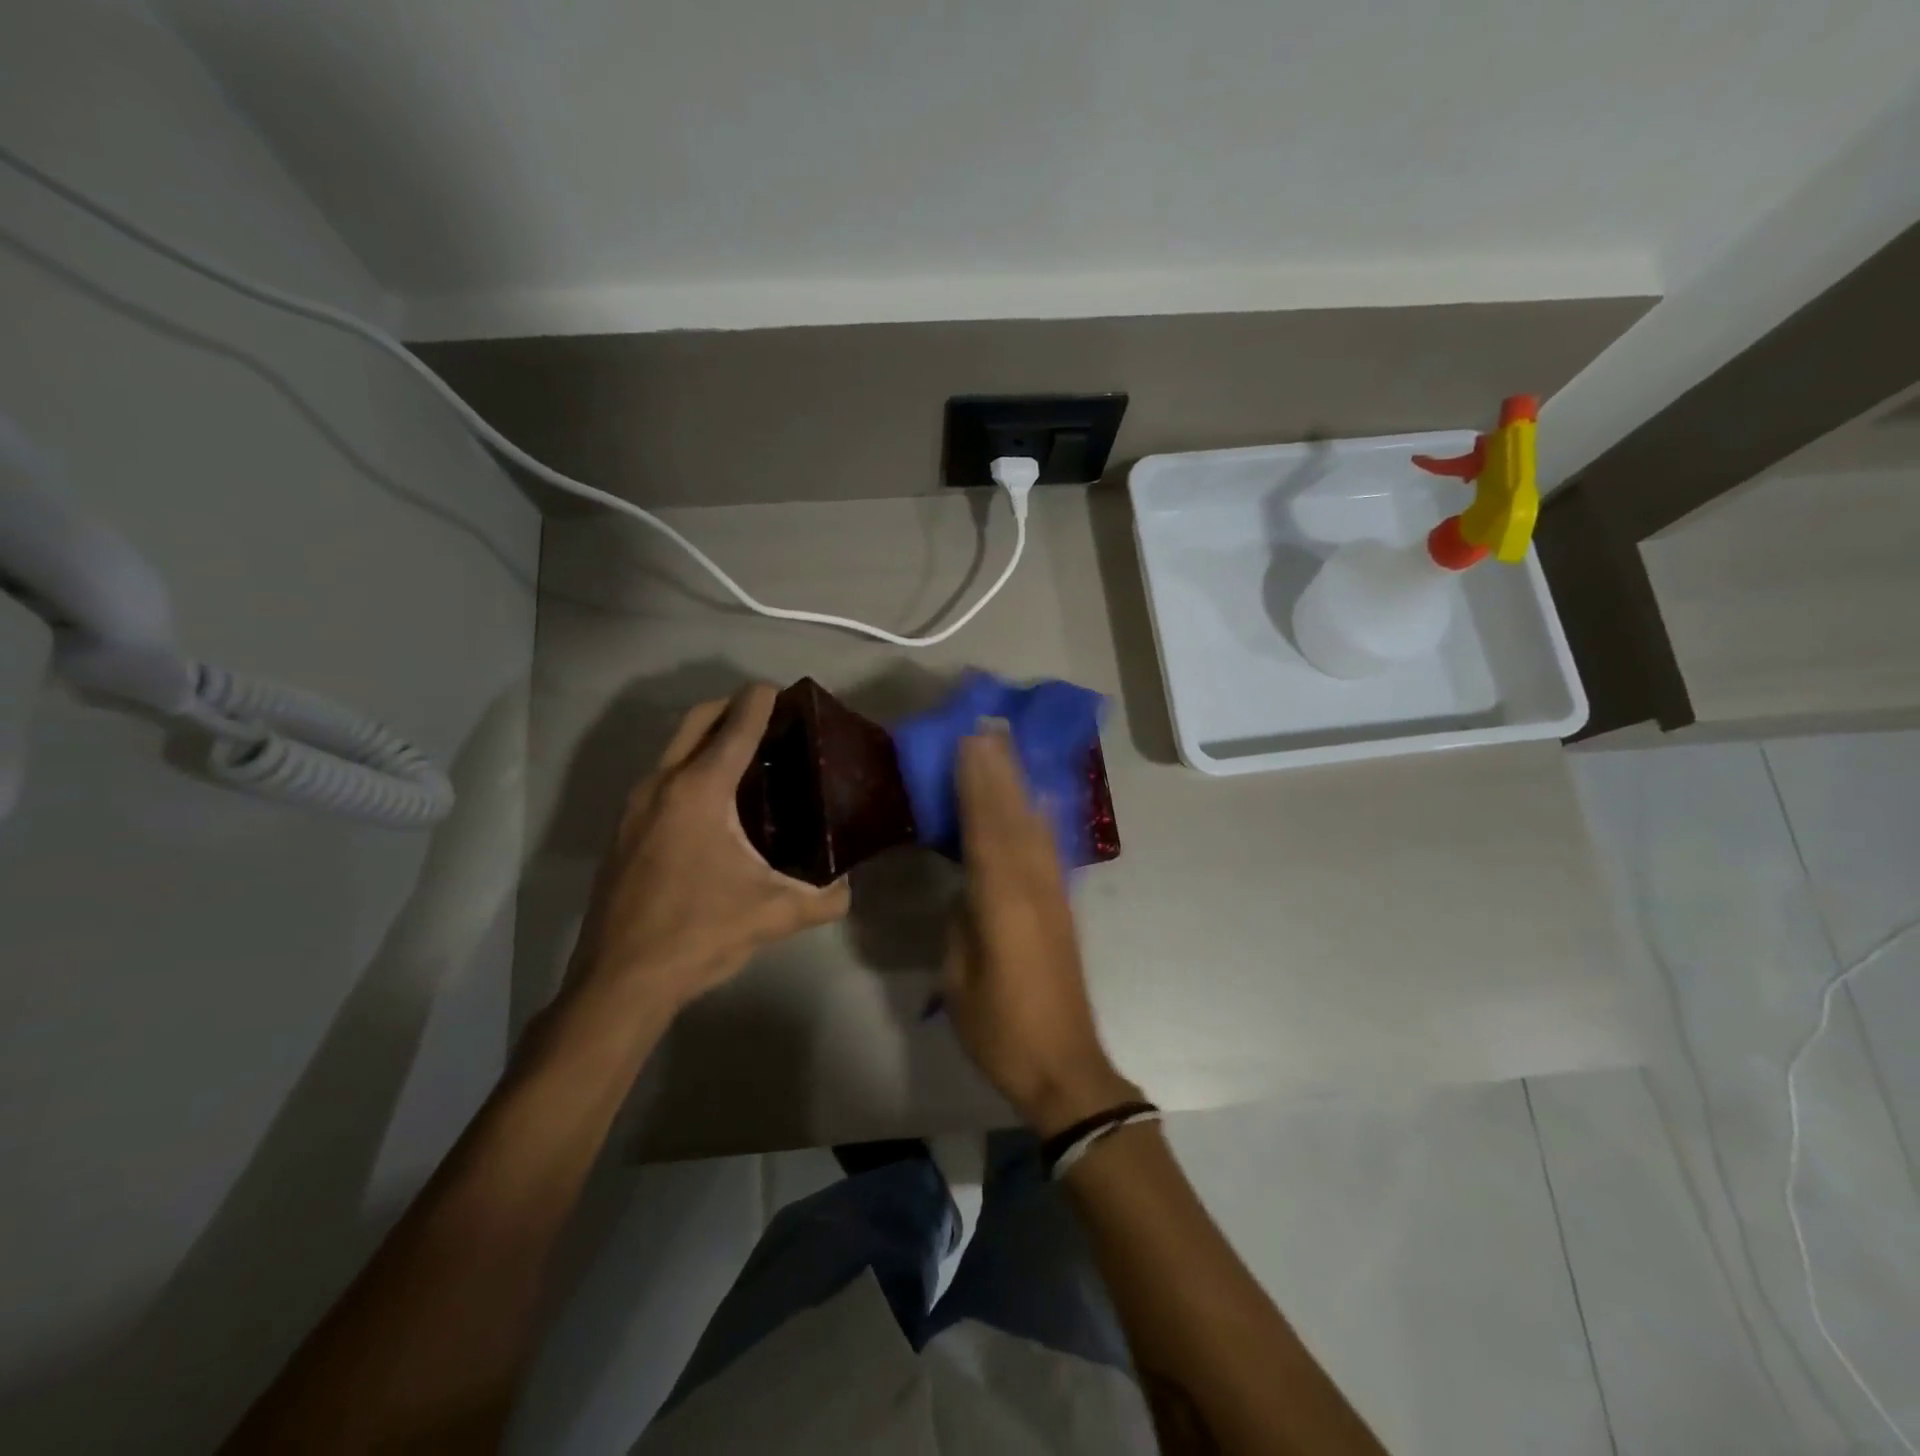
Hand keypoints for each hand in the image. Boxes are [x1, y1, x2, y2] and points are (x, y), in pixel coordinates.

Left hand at [570, 684, 850, 1010]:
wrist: (620, 980)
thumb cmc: (698, 934)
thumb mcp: (773, 914)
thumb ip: (824, 897)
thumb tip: (847, 887)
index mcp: (700, 791)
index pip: (737, 726)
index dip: (761, 700)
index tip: (784, 690)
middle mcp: (662, 785)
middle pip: (697, 720)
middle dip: (731, 707)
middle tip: (768, 718)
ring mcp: (635, 806)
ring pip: (673, 749)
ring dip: (707, 738)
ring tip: (747, 759)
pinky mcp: (623, 830)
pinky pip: (661, 779)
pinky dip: (689, 769)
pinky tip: (714, 804)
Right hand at [944, 724, 1139, 1135]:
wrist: (1063, 1064)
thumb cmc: (1000, 1027)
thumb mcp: (960, 975)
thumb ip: (962, 920)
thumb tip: (965, 886)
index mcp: (1002, 902)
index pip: (986, 829)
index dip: (978, 782)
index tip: (969, 740)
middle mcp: (1033, 886)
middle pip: (1014, 816)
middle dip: (1000, 769)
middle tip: (988, 726)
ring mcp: (1053, 894)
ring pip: (1035, 826)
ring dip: (1020, 784)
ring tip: (1006, 748)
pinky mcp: (1063, 905)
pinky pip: (1048, 846)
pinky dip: (1040, 815)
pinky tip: (1037, 798)